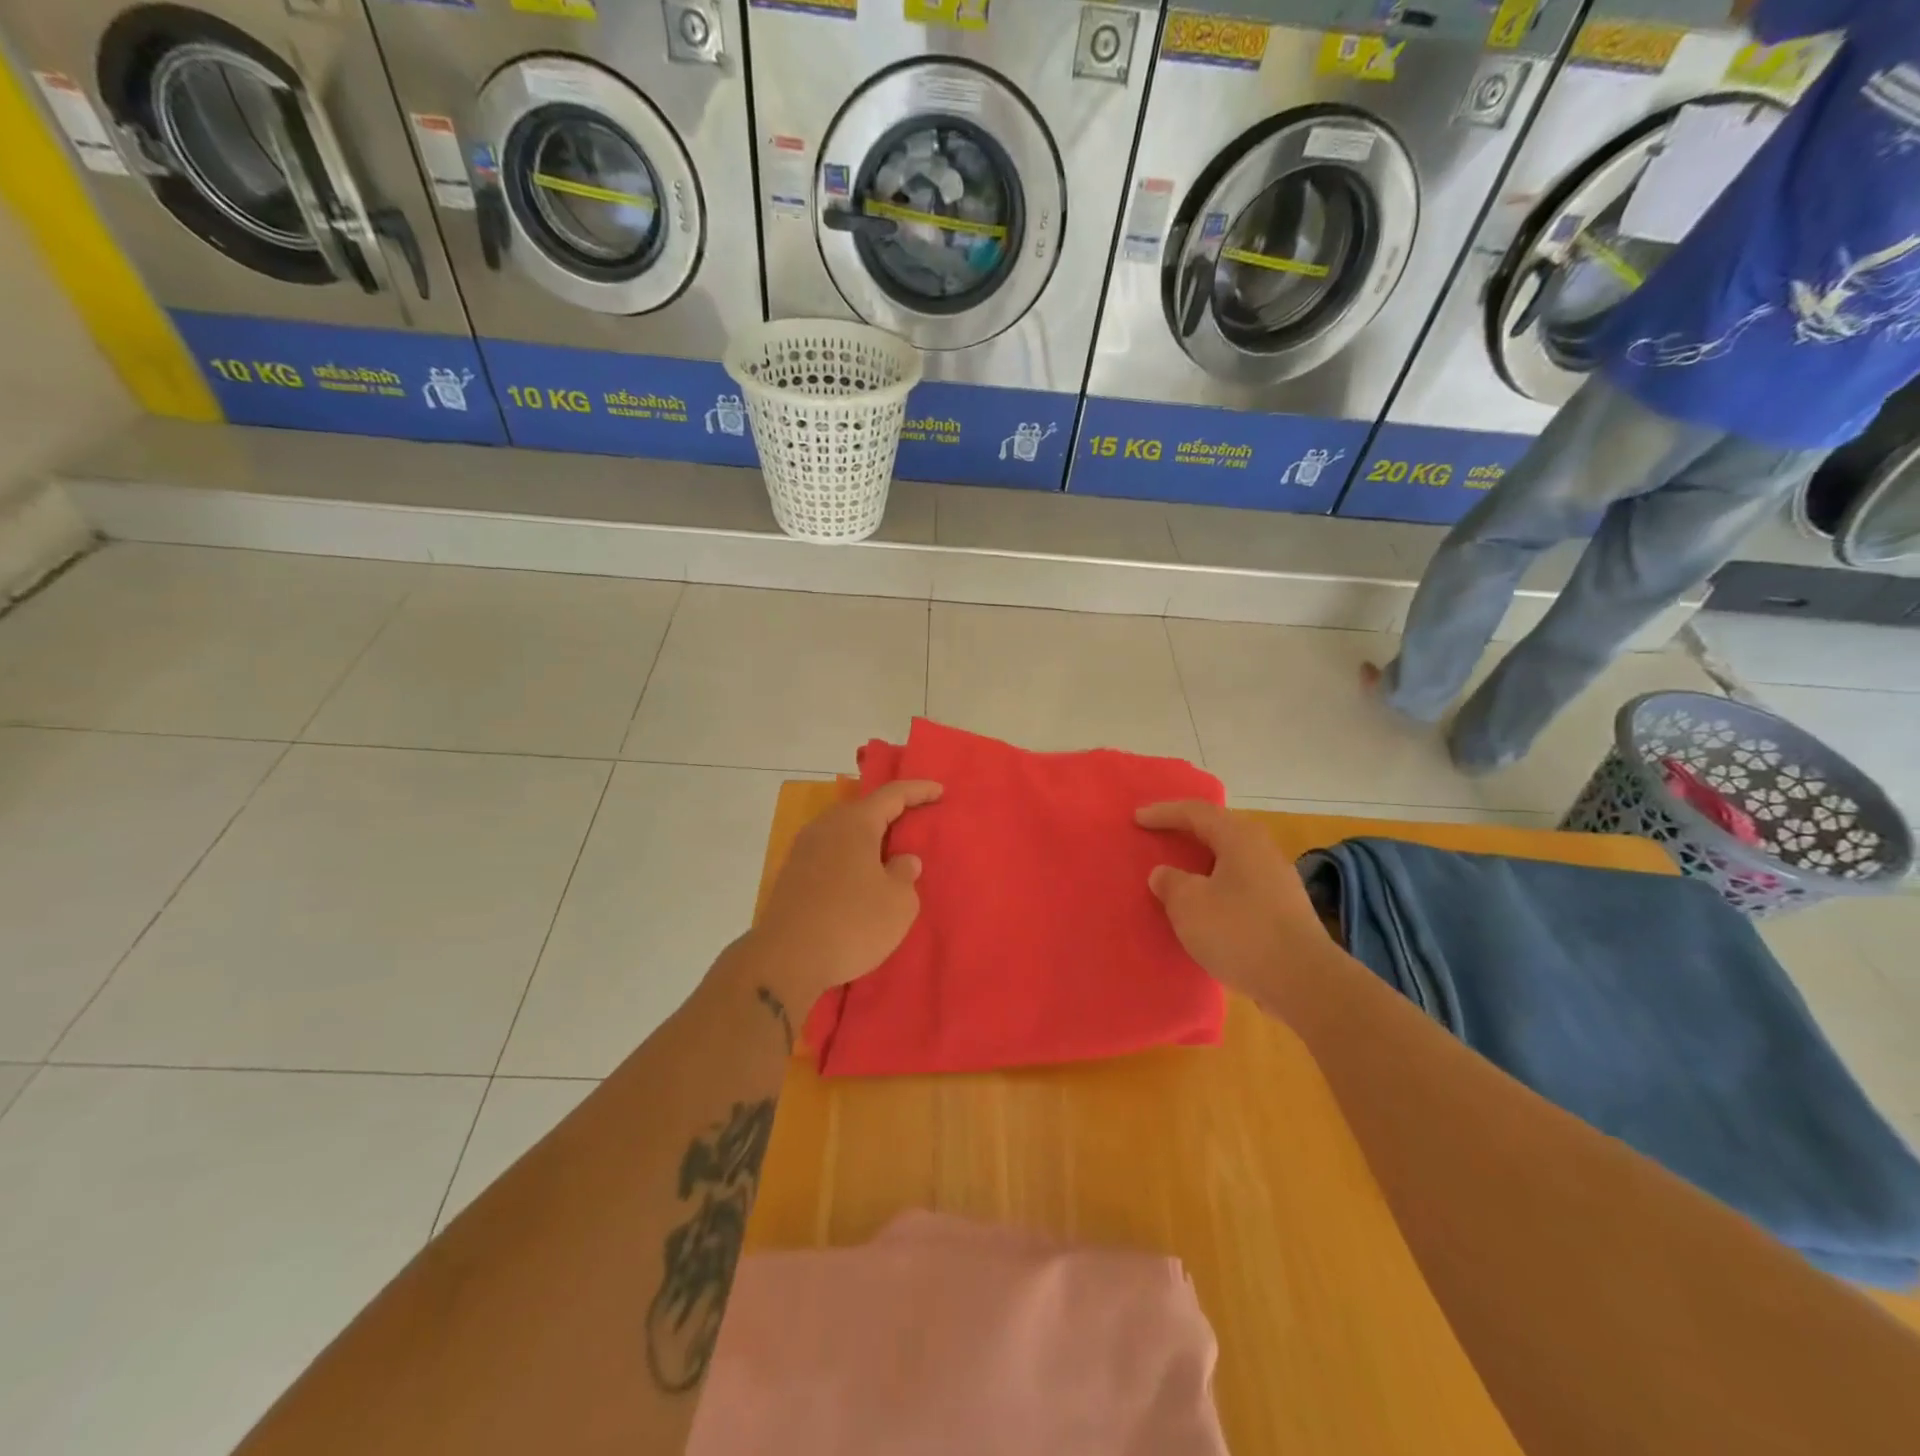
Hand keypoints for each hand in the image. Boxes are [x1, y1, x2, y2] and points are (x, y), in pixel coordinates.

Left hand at [751, 780, 942, 1008]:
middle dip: (890, 814)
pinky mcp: (791, 876)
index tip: (940, 791)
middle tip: (914, 823)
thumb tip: (901, 860)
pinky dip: (850, 860)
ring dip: (868, 840)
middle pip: (863, 811)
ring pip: (844, 834)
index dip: (918, 791)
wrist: (785, 960)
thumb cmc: (852, 923)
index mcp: (854, 823)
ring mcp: (803, 851)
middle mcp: (825, 827)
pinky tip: (860, 879)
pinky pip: (830, 855)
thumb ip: (905, 874)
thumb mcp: (898, 903)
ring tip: (889, 855)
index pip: (892, 794)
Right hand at [1136, 800, 1330, 1001]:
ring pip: (1230, 860)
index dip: (1164, 813)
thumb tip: (1165, 874)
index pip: (1197, 813)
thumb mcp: (1189, 904)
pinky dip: (1215, 888)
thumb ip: (1170, 882)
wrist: (1303, 981)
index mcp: (1240, 838)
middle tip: (1159, 835)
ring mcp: (1277, 881)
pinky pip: (1239, 886)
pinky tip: (1204, 907)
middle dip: (1186, 832)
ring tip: (1177, 872)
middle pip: (1218, 831)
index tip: (1137, 818)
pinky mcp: (1282, 911)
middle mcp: (1262, 851)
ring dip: (1201, 863)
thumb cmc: (1239, 932)